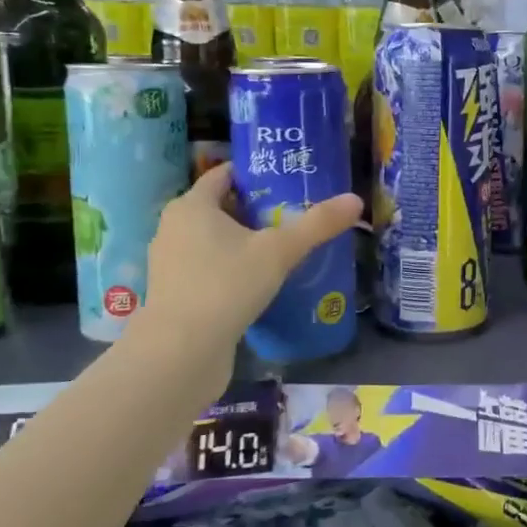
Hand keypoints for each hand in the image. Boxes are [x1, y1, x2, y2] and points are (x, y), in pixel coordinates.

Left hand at [122, 164, 361, 396]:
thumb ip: (317, 225)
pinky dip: (232, 269)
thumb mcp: (279, 252)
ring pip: (214, 241)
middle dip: (256, 209)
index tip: (288, 178)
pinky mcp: (175, 294)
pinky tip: (261, 283)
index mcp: (192, 206)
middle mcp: (174, 228)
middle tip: (295, 214)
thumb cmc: (225, 286)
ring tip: (284, 249)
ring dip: (245, 242)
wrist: (180, 353)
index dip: (256, 173)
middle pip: (221, 207)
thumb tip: (355, 200)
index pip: (224, 174)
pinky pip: (209, 269)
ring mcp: (171, 263)